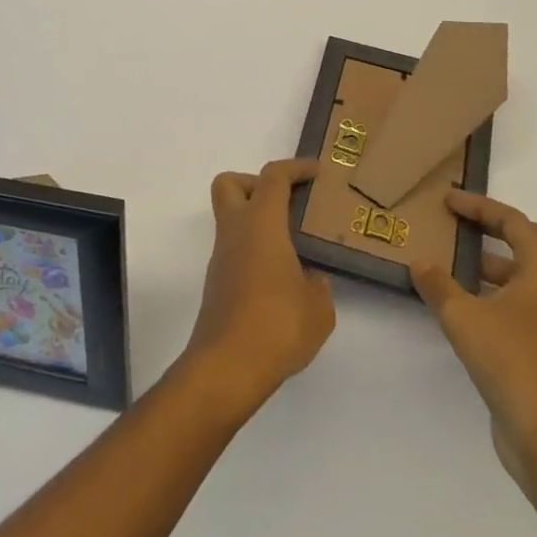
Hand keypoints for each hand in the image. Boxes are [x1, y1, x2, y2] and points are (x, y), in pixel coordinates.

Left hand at [182, 159, 334, 418]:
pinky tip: (280, 280)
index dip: (296, 167)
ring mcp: (221, 258)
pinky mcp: (217, 284)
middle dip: (256, 183)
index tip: (317, 172)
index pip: (273, 177)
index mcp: (261, 223)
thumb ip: (319, 286)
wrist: (226, 368)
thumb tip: (310, 279)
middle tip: (287, 203)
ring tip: (292, 247)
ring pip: (232, 219)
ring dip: (258, 222)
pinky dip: (254, 251)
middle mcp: (235, 232)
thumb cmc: (276, 326)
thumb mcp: (319, 308)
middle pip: (230, 184)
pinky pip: (235, 250)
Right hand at [412, 191, 536, 493]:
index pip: (514, 222)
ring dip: (496, 266)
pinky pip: (521, 307)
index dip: (480, 207)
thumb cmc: (514, 364)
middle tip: (470, 228)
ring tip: (455, 265)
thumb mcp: (465, 319)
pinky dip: (495, 297)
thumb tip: (419, 262)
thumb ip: (439, 286)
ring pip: (528, 279)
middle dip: (505, 231)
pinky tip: (464, 309)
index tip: (449, 201)